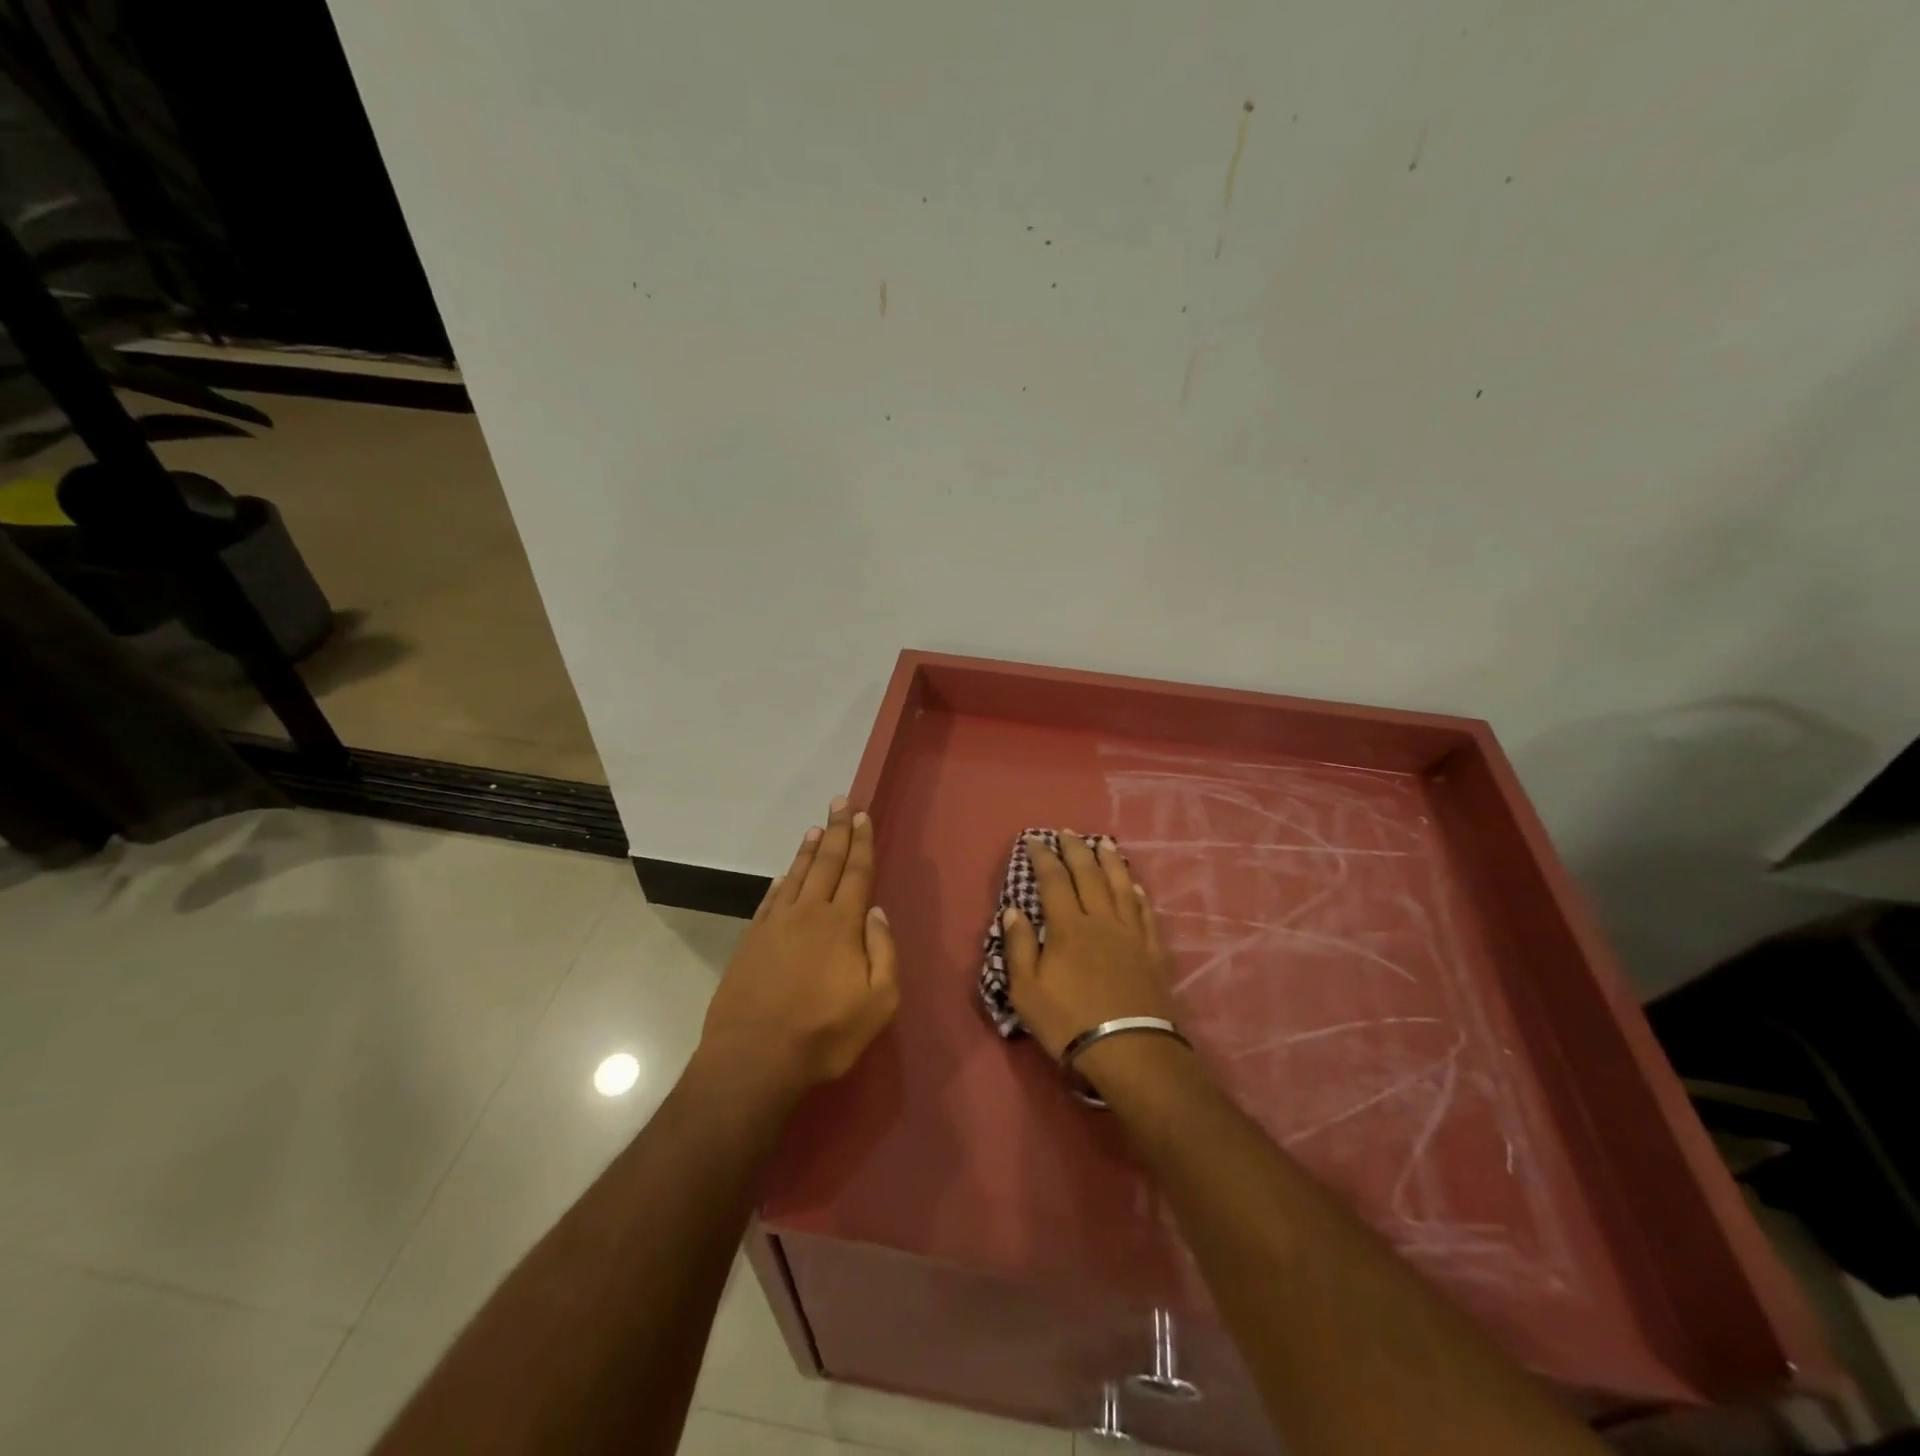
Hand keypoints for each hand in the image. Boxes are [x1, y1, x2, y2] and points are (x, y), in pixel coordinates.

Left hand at [698, 797, 899, 1093]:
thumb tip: (876, 912)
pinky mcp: (751, 941)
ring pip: (797, 875)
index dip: (861, 842)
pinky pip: (771, 899)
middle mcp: (808, 913)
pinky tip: (785, 874)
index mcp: (842, 925)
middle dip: (837, 831)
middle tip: (841, 801)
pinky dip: (781, 881)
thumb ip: (883, 952)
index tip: (862, 815)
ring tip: (816, 828)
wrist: (754, 1059)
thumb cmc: (824, 1034)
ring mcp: (775, 925)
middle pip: (826, 863)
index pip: (856, 872)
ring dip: (809, 850)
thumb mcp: (879, 1003)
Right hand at [1002, 833, 1180, 1059]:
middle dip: (1076, 850)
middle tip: (1067, 832)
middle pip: (1089, 874)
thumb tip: (1013, 910)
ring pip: (1121, 886)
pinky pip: (1145, 913)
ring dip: (1111, 861)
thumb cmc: (1069, 1021)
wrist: (1130, 1050)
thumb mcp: (1026, 991)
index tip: (1034, 841)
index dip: (1043, 858)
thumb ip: (1019, 946)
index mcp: (1068, 926)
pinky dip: (1138, 895)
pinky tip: (1135, 886)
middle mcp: (1101, 919)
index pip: (1053, 881)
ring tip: (1103, 843)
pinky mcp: (1152, 951)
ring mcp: (1131, 933)